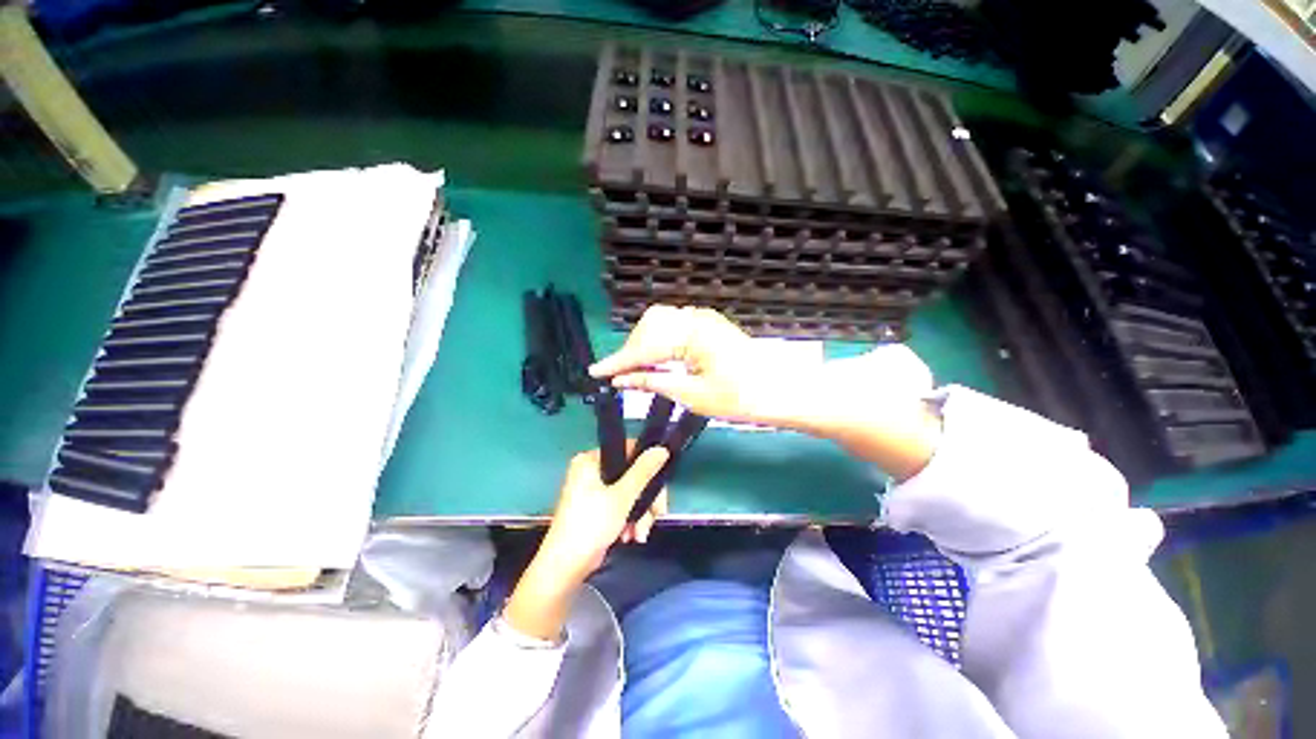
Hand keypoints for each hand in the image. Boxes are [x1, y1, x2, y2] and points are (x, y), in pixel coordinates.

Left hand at [539, 444, 670, 577]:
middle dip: (645, 499)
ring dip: (640, 514)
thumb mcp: (622, 496)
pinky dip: (629, 520)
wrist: (565, 567)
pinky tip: (631, 536)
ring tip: (641, 534)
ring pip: (629, 493)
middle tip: (657, 515)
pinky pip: (621, 506)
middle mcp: (591, 470)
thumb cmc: (591, 524)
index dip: (647, 465)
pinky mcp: (596, 508)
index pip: (627, 450)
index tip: (661, 483)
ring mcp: (592, 490)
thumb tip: (662, 449)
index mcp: (591, 460)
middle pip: (631, 475)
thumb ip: (643, 471)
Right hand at [589, 305, 772, 423]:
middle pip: (649, 326)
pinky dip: (659, 342)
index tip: (595, 373)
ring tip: (636, 371)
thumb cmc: (741, 398)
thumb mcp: (693, 395)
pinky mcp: (708, 325)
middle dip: (631, 350)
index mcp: (692, 333)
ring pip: (660, 323)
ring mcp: (703, 318)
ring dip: (644, 344)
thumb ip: (653, 383)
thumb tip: (620, 381)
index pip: (645, 346)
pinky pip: (674, 327)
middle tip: (620, 376)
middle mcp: (695, 317)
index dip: (619, 361)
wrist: (780, 392)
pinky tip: (656, 360)